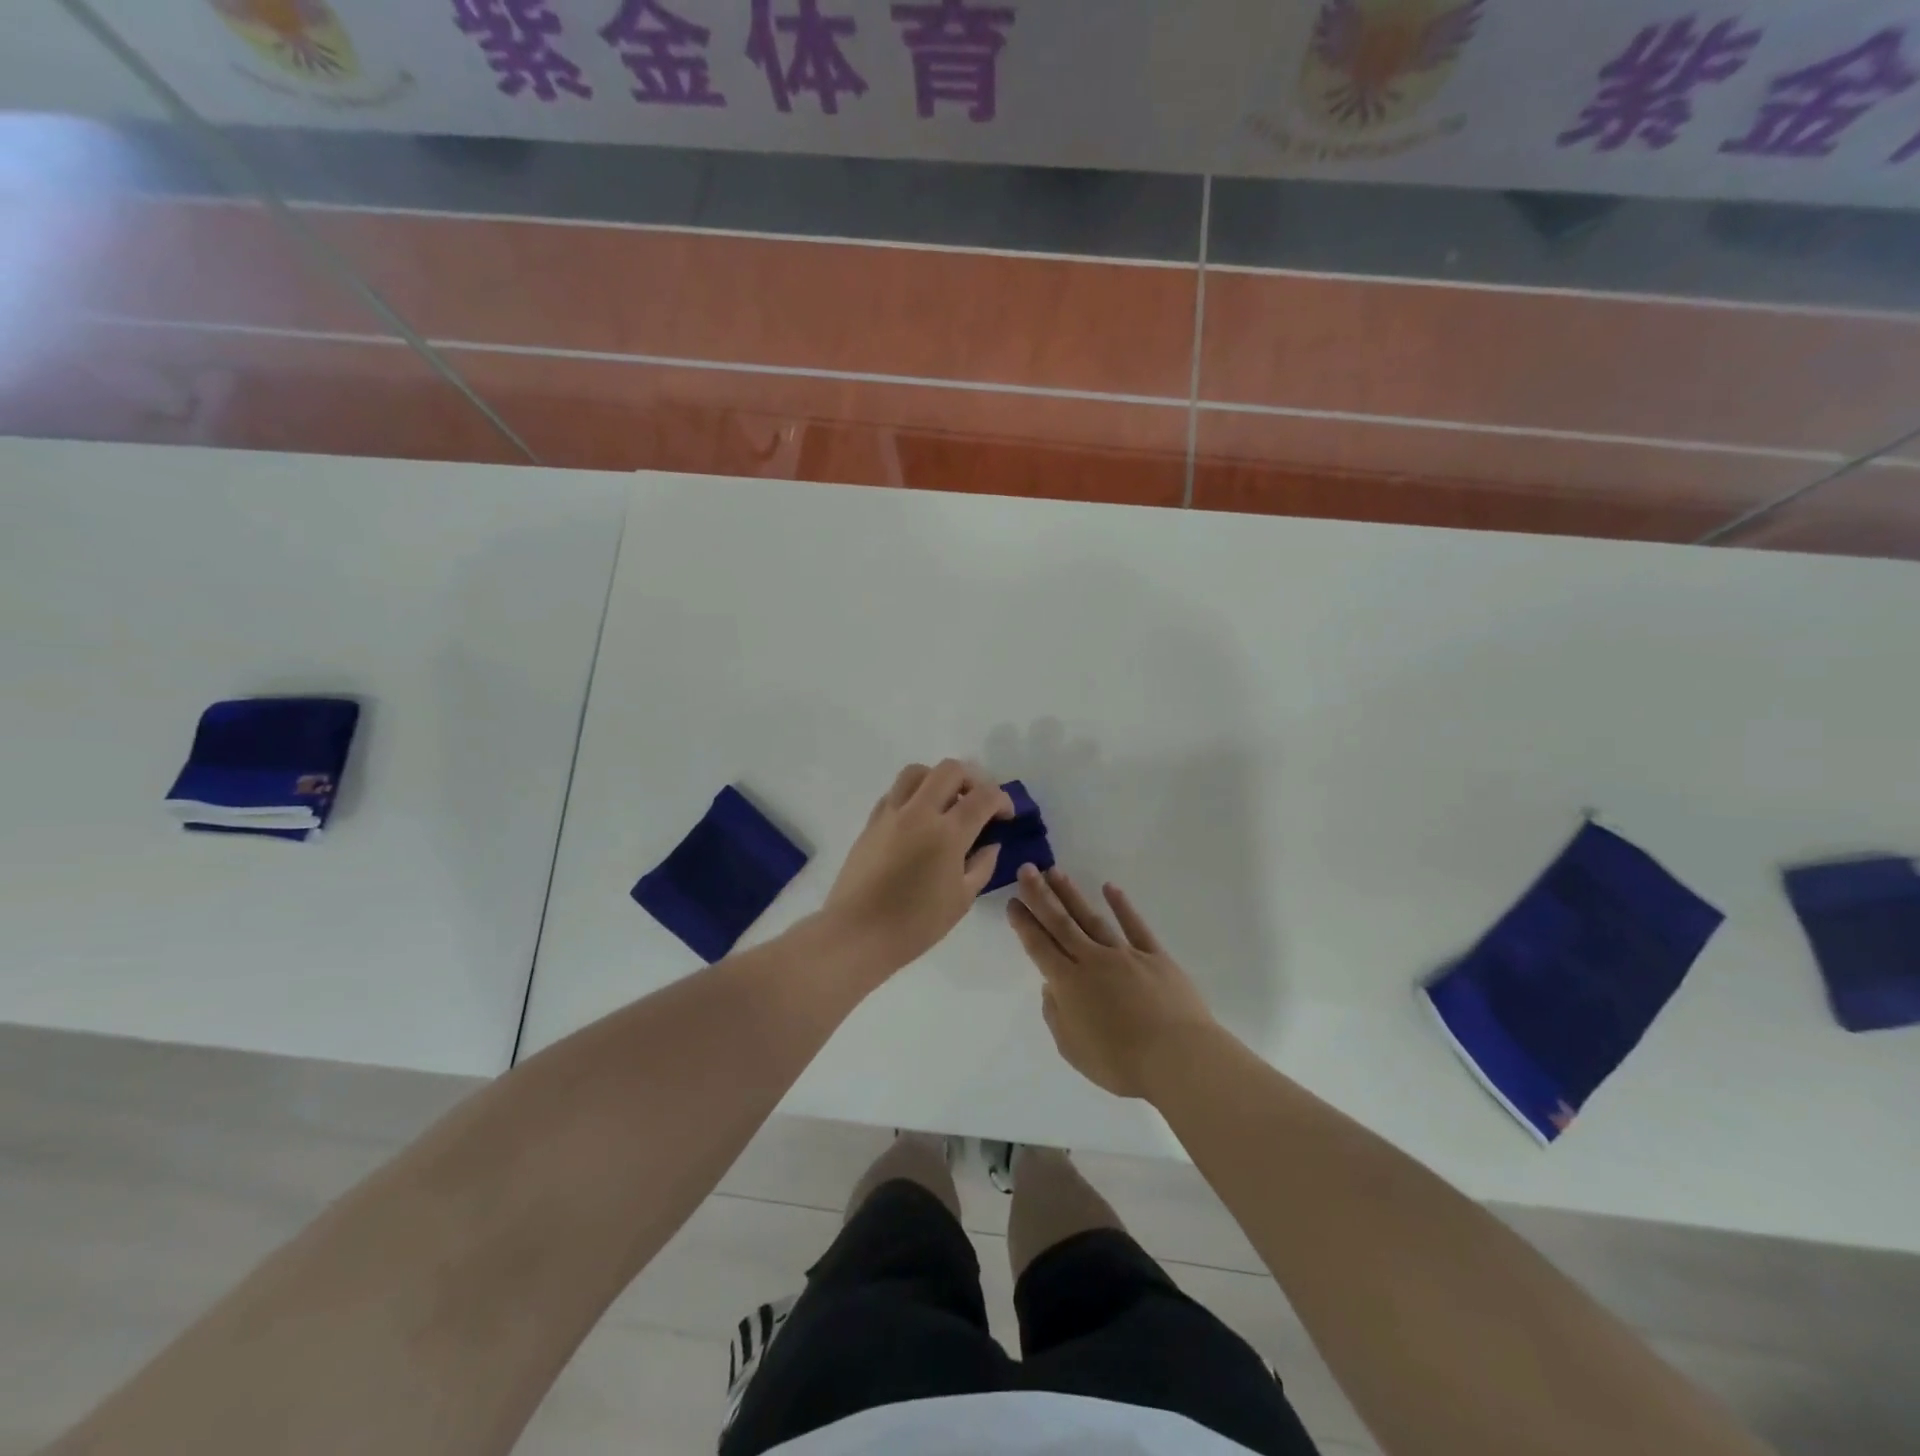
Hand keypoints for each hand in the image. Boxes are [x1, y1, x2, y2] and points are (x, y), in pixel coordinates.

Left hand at [823, 760, 1011, 974]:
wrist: (857, 932)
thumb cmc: (915, 924)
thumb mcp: (962, 899)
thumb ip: (981, 865)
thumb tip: (990, 844)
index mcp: (948, 833)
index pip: (983, 796)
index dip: (1002, 800)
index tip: (1006, 815)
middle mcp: (919, 812)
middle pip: (950, 770)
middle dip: (972, 779)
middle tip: (978, 803)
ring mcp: (891, 813)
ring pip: (917, 772)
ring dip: (938, 779)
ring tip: (945, 804)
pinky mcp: (871, 822)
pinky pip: (895, 792)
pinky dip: (913, 795)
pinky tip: (918, 820)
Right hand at [1008, 865, 1219, 1099]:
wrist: (1178, 1058)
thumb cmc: (1121, 1063)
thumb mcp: (1073, 1049)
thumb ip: (1057, 1016)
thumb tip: (1051, 987)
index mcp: (1069, 984)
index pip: (1039, 947)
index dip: (1024, 924)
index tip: (1013, 902)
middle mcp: (1092, 961)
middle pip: (1061, 923)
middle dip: (1041, 895)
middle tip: (1027, 870)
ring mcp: (1125, 954)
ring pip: (1092, 918)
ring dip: (1071, 894)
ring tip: (1055, 872)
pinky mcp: (1155, 956)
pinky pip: (1135, 926)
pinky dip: (1122, 906)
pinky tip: (1110, 887)